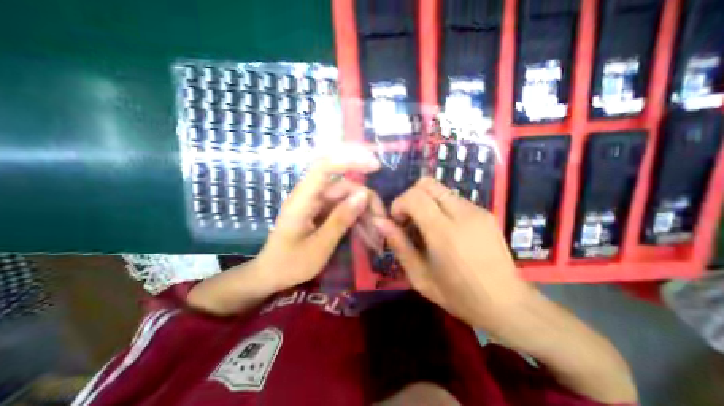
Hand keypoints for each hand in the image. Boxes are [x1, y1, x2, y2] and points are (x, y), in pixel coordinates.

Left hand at [259, 146, 386, 291]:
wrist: (271, 275)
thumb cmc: (290, 264)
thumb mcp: (319, 246)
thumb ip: (341, 219)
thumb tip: (363, 195)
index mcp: (302, 199)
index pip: (325, 167)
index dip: (350, 161)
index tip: (375, 166)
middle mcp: (310, 195)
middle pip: (343, 185)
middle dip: (365, 197)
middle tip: (381, 217)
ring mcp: (315, 203)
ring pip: (346, 196)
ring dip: (363, 207)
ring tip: (376, 226)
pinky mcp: (320, 211)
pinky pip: (342, 206)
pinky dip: (356, 214)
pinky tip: (366, 226)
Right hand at [377, 178, 533, 328]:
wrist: (507, 304)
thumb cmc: (458, 295)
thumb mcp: (419, 276)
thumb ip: (398, 244)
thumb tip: (379, 221)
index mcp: (444, 232)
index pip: (414, 196)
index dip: (399, 203)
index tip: (398, 221)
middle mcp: (462, 214)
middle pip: (427, 183)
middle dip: (411, 197)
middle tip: (410, 220)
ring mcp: (477, 210)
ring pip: (440, 189)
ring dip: (426, 202)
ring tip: (427, 226)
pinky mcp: (485, 212)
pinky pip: (453, 198)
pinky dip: (441, 207)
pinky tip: (445, 229)